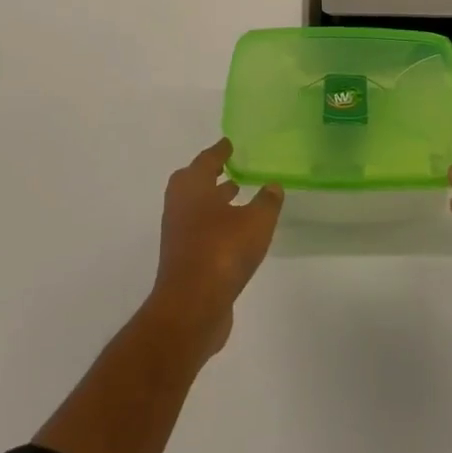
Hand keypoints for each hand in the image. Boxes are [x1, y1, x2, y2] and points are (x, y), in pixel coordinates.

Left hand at [149, 138, 283, 356]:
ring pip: (195, 207)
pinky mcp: (182, 260)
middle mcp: (180, 206)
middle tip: (229, 167)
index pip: (206, 160)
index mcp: (193, 188)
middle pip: (193, 182)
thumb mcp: (256, 222)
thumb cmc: (222, 252)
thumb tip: (273, 186)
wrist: (192, 308)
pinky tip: (235, 231)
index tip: (229, 143)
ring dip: (213, 199)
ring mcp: (178, 235)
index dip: (219, 151)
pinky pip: (199, 230)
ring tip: (236, 194)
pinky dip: (214, 223)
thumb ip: (267, 201)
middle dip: (210, 174)